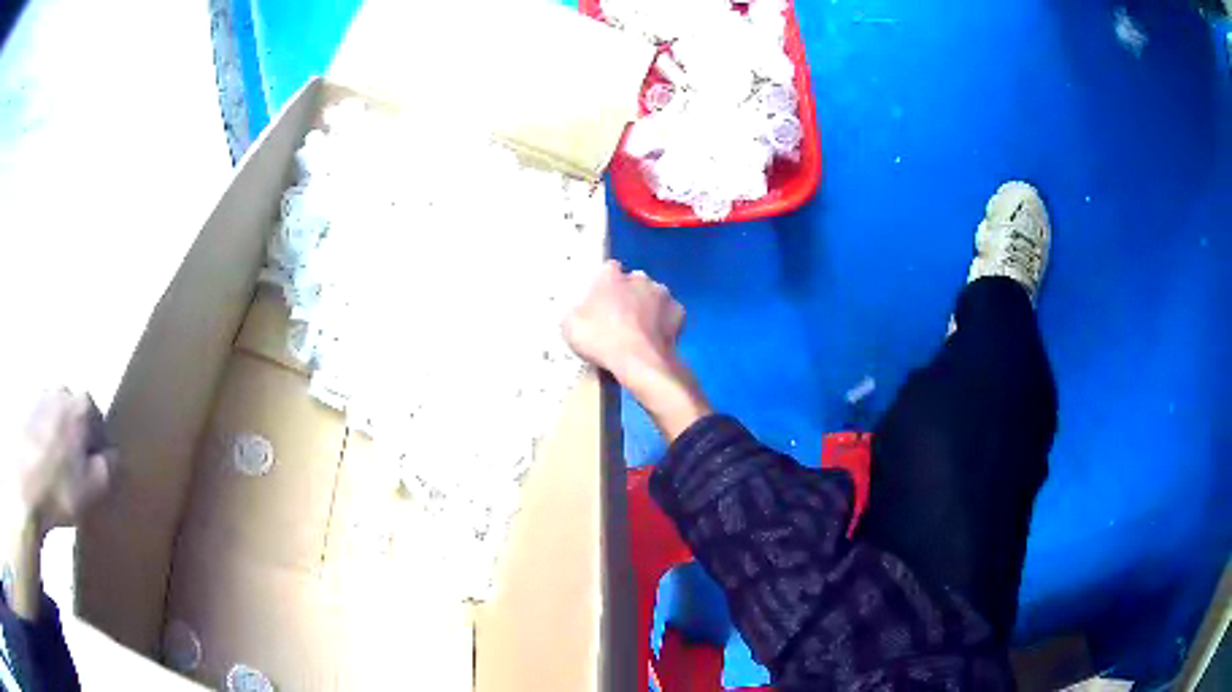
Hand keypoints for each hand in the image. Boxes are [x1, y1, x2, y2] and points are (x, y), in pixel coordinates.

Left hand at [6, 389, 113, 536]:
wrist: (24, 488)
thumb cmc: (59, 489)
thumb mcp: (92, 489)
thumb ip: (107, 468)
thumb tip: (110, 455)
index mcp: (80, 404)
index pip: (98, 420)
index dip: (99, 446)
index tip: (96, 470)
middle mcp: (60, 389)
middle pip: (74, 414)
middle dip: (76, 437)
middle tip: (76, 471)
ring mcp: (39, 396)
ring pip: (55, 417)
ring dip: (58, 437)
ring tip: (56, 471)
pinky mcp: (25, 409)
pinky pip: (40, 424)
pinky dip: (43, 440)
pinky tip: (42, 465)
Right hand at [564, 261, 709, 439]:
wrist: (640, 362)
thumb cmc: (600, 340)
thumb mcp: (569, 326)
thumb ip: (575, 309)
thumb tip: (579, 308)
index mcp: (610, 275)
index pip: (607, 270)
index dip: (604, 286)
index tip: (600, 303)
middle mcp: (638, 277)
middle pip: (632, 281)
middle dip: (627, 295)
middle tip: (618, 319)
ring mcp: (662, 293)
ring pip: (653, 296)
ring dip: (647, 307)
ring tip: (639, 331)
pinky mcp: (678, 311)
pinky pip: (668, 313)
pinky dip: (664, 322)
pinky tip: (656, 338)